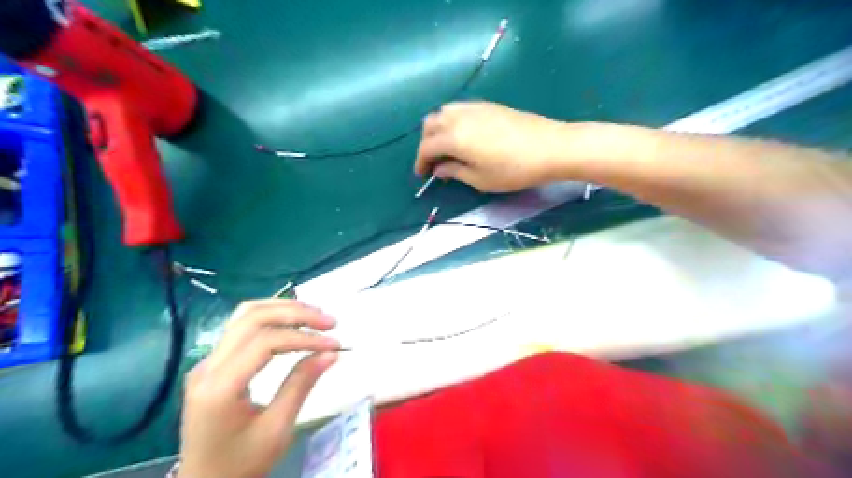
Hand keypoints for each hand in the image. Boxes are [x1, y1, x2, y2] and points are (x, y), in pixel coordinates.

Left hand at [178, 298, 338, 477]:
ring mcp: (207, 362)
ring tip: (315, 316)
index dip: (304, 337)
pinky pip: (242, 326)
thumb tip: (332, 352)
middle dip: (296, 313)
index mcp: (219, 387)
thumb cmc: (241, 464)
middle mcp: (207, 366)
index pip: (265, 342)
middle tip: (329, 322)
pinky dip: (272, 318)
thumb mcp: (277, 429)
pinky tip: (293, 322)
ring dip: (284, 309)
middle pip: (253, 318)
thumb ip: (302, 384)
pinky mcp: (213, 362)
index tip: (334, 344)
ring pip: (245, 314)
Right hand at [417, 101, 575, 192]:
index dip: (420, 162)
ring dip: (438, 129)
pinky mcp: (488, 105)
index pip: (426, 147)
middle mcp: (459, 117)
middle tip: (433, 161)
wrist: (550, 147)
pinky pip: (460, 109)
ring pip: (444, 112)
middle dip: (426, 143)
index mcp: (454, 137)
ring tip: (446, 146)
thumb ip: (455, 172)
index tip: (422, 175)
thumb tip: (439, 168)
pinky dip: (452, 120)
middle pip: (430, 124)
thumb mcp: (480, 179)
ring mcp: (474, 108)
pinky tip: (463, 135)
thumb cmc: (513, 170)